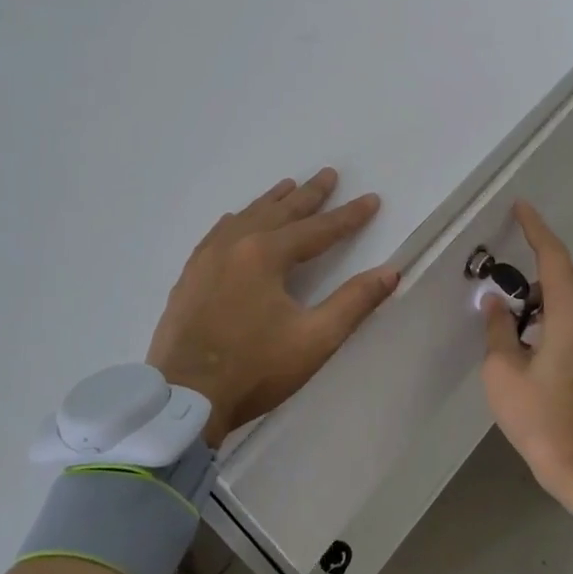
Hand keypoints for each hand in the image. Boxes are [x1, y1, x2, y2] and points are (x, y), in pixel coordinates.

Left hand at [147, 169, 397, 447]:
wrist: (182, 399)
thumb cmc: (255, 369)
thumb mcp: (315, 339)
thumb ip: (354, 302)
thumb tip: (390, 271)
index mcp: (266, 255)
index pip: (318, 229)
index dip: (348, 216)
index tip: (372, 199)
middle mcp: (235, 244)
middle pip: (280, 212)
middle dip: (309, 194)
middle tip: (329, 174)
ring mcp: (207, 258)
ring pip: (247, 217)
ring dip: (272, 201)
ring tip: (289, 185)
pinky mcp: (190, 276)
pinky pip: (218, 232)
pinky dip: (238, 219)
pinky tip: (237, 219)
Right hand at [479, 201, 572, 515]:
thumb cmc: (540, 419)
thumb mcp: (502, 373)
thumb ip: (498, 329)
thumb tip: (495, 301)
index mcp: (569, 318)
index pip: (554, 259)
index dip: (537, 230)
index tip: (521, 208)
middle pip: (568, 272)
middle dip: (542, 253)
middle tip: (513, 244)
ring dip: (547, 282)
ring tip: (515, 289)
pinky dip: (555, 303)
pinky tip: (532, 319)